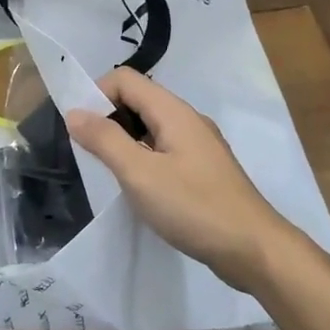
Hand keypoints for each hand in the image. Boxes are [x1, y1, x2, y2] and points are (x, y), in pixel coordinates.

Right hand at [66, 69, 302, 292]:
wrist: (255, 250)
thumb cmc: (195, 208)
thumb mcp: (140, 174)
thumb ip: (105, 140)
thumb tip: (74, 112)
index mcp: (173, 111)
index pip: (124, 79)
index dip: (96, 94)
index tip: (80, 130)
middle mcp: (187, 120)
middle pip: (138, 100)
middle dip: (107, 118)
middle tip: (88, 153)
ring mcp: (199, 145)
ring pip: (150, 127)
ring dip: (124, 141)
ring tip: (108, 172)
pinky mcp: (203, 170)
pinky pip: (164, 150)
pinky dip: (143, 159)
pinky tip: (138, 188)